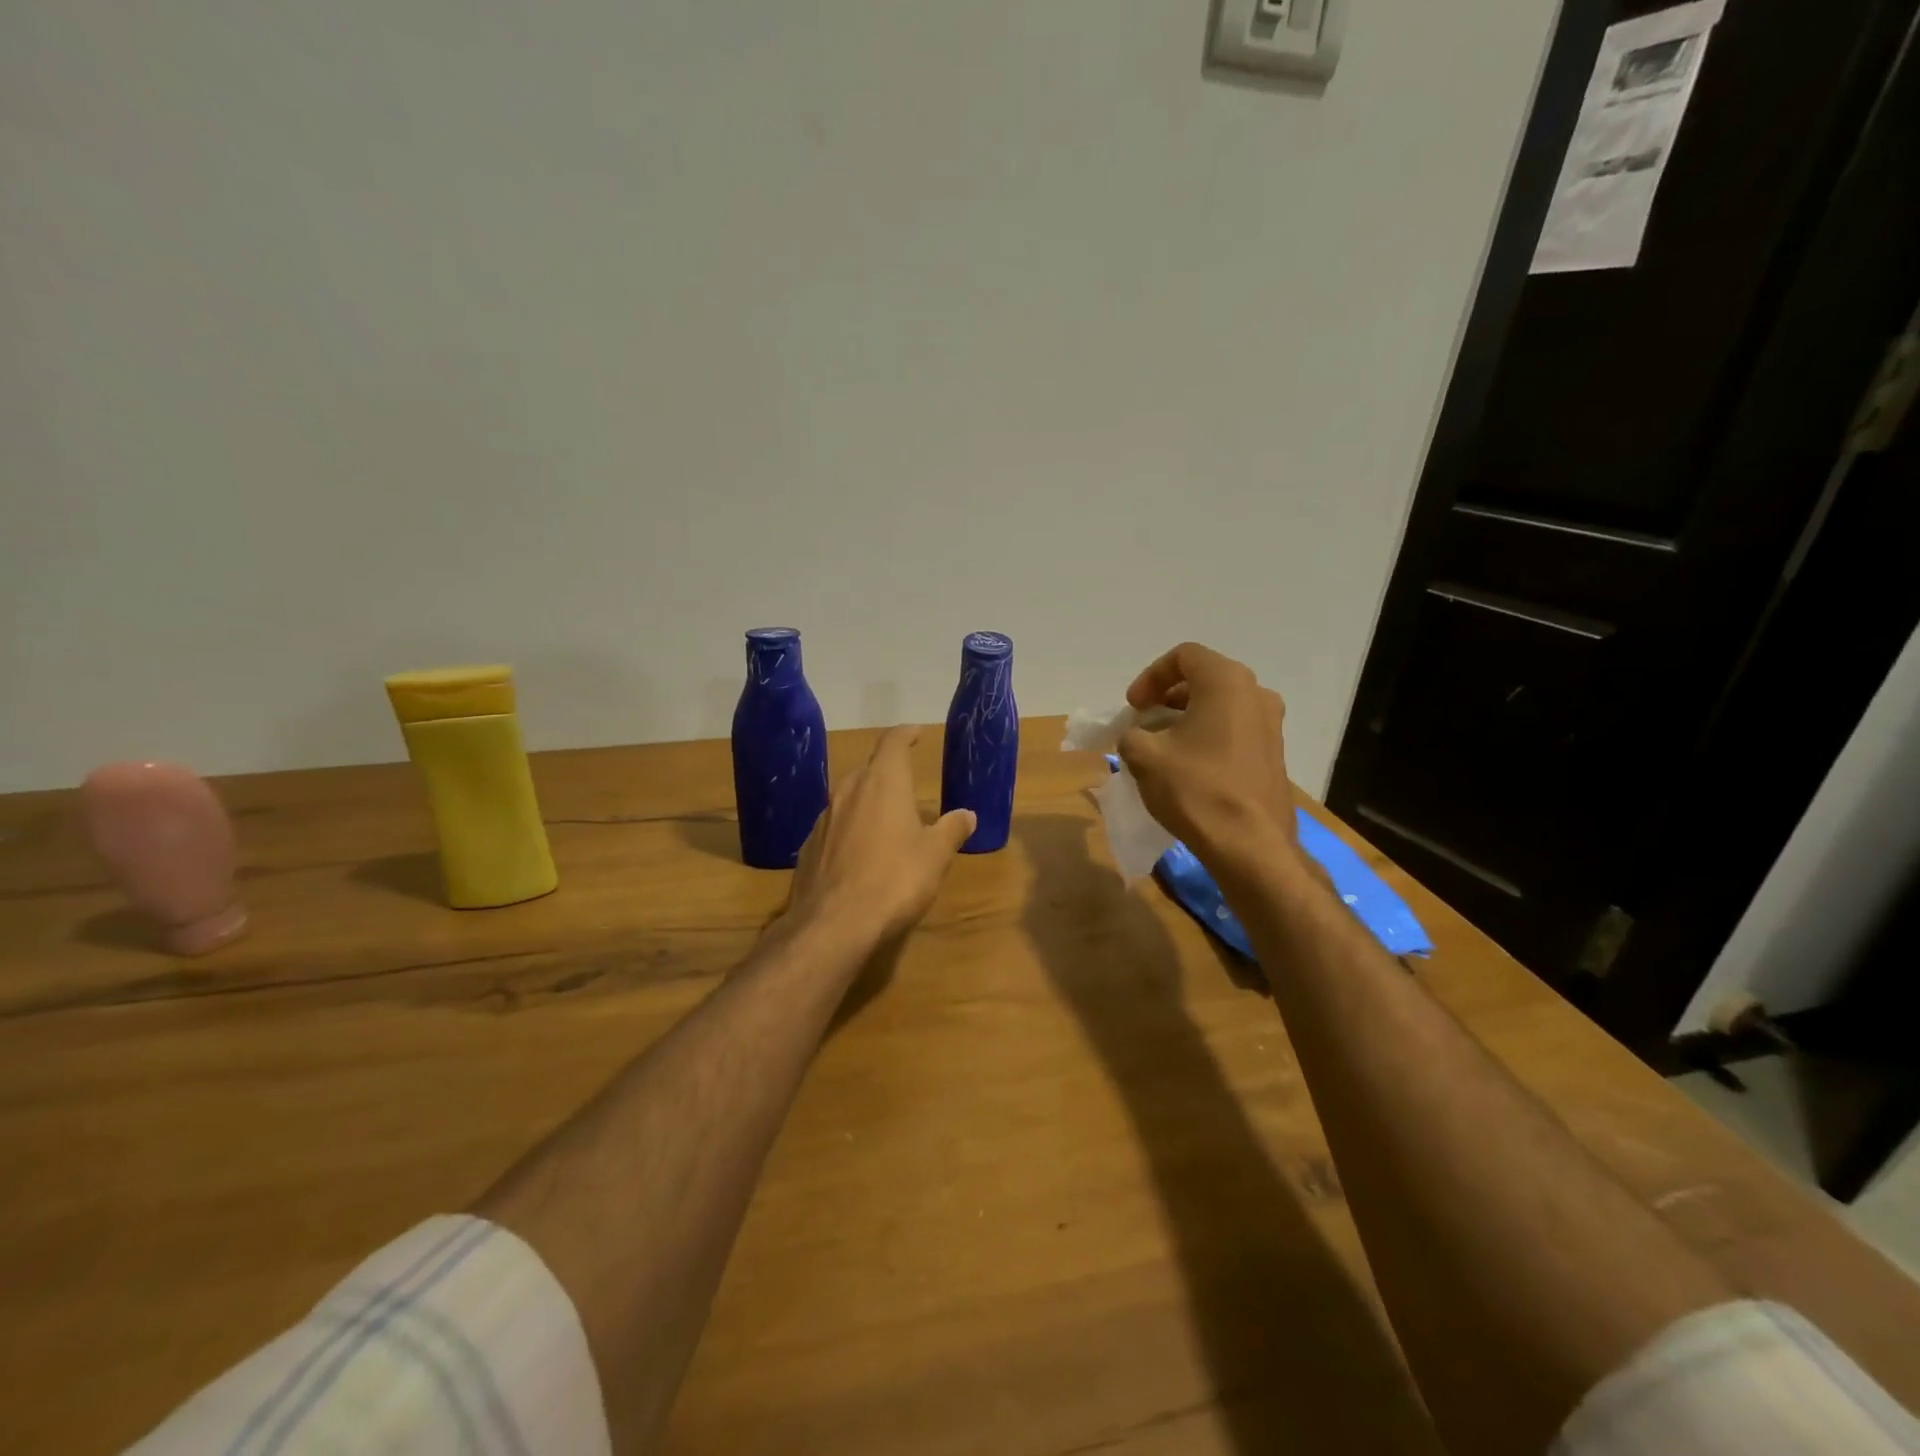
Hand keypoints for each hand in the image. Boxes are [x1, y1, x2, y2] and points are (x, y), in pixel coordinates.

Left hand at [786, 727, 975, 946]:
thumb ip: (952, 829)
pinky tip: (859, 855)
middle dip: (887, 773)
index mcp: (882, 782)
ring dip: (867, 803)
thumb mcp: (935, 856)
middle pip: (868, 770)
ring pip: (848, 799)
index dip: (905, 734)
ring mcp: (823, 819)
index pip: (892, 743)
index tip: (916, 733)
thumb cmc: (895, 880)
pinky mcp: (808, 847)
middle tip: (906, 785)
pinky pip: (834, 828)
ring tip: (885, 823)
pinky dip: (849, 831)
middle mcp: (848, 791)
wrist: (833, 924)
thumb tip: (967, 814)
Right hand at [1116, 643, 1298, 875]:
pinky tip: (1188, 766)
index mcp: (1226, 682)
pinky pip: (1235, 730)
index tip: (1133, 707)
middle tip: (1144, 721)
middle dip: (1168, 696)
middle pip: (1205, 679)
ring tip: (1162, 745)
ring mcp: (1271, 726)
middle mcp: (1256, 695)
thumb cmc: (1196, 790)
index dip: (1150, 676)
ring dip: (1187, 717)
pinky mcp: (1274, 755)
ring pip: (1221, 706)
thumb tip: (1137, 737)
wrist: (1250, 846)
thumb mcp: (1144, 756)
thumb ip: (1131, 734)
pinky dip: (1208, 736)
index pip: (1184, 657)